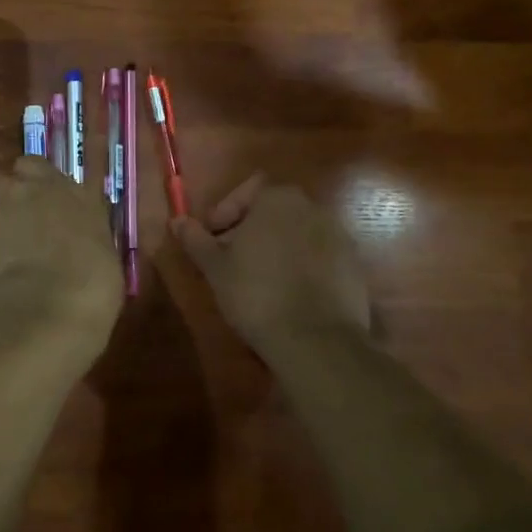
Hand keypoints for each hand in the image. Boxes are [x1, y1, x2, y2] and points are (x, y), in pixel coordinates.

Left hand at [0, 156, 122, 344]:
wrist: (45, 310)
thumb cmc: (92, 282)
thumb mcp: (102, 251)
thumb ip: (82, 234)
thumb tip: (79, 240)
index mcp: (65, 190)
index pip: (37, 165)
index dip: (36, 180)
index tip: (45, 198)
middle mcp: (26, 195)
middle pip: (4, 180)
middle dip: (10, 196)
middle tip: (24, 221)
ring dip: (1, 230)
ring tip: (14, 261)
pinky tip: (3, 283)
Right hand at [173, 175, 370, 347]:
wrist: (316, 340)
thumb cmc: (256, 294)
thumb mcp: (216, 268)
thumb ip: (196, 240)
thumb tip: (177, 220)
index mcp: (278, 199)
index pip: (247, 191)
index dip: (225, 213)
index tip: (213, 240)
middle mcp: (312, 207)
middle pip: (273, 211)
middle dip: (251, 230)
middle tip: (233, 260)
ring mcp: (338, 235)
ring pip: (297, 233)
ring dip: (278, 248)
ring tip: (260, 279)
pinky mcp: (353, 265)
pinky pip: (319, 256)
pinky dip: (303, 266)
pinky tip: (290, 294)